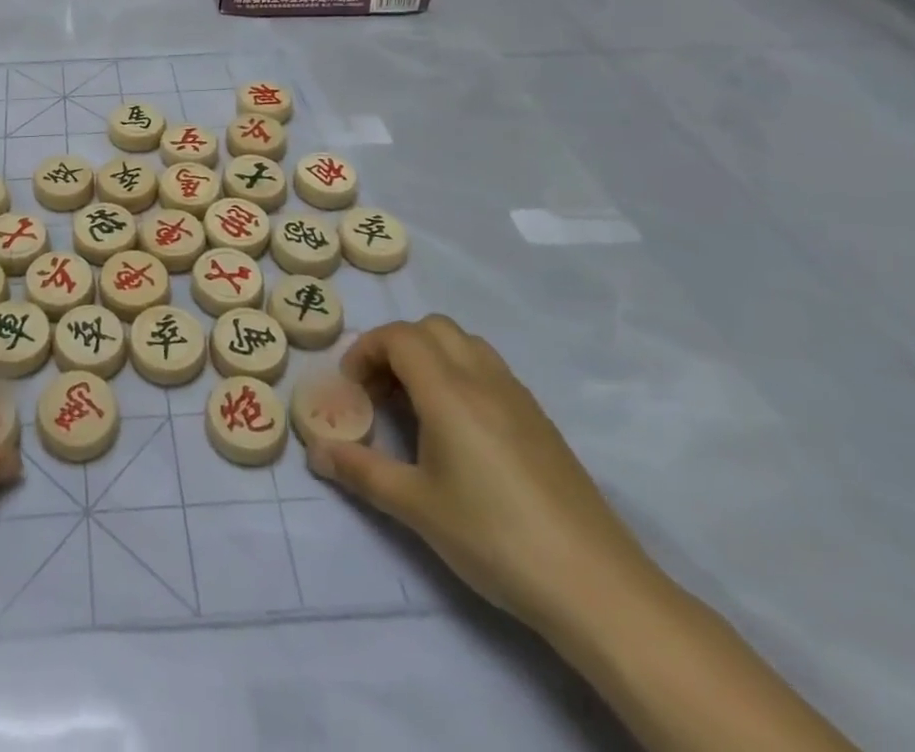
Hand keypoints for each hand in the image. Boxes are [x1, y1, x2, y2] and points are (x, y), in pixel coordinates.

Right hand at [309, 314, 654, 640]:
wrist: (597, 587)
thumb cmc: (494, 538)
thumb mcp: (415, 507)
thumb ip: (361, 471)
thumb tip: (317, 452)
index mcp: (449, 391)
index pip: (398, 336)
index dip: (366, 350)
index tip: (352, 389)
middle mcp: (483, 379)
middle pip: (432, 328)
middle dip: (396, 347)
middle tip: (380, 392)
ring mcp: (518, 397)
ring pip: (465, 344)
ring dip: (431, 357)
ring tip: (417, 406)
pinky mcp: (541, 421)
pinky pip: (490, 370)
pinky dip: (461, 375)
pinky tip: (459, 430)